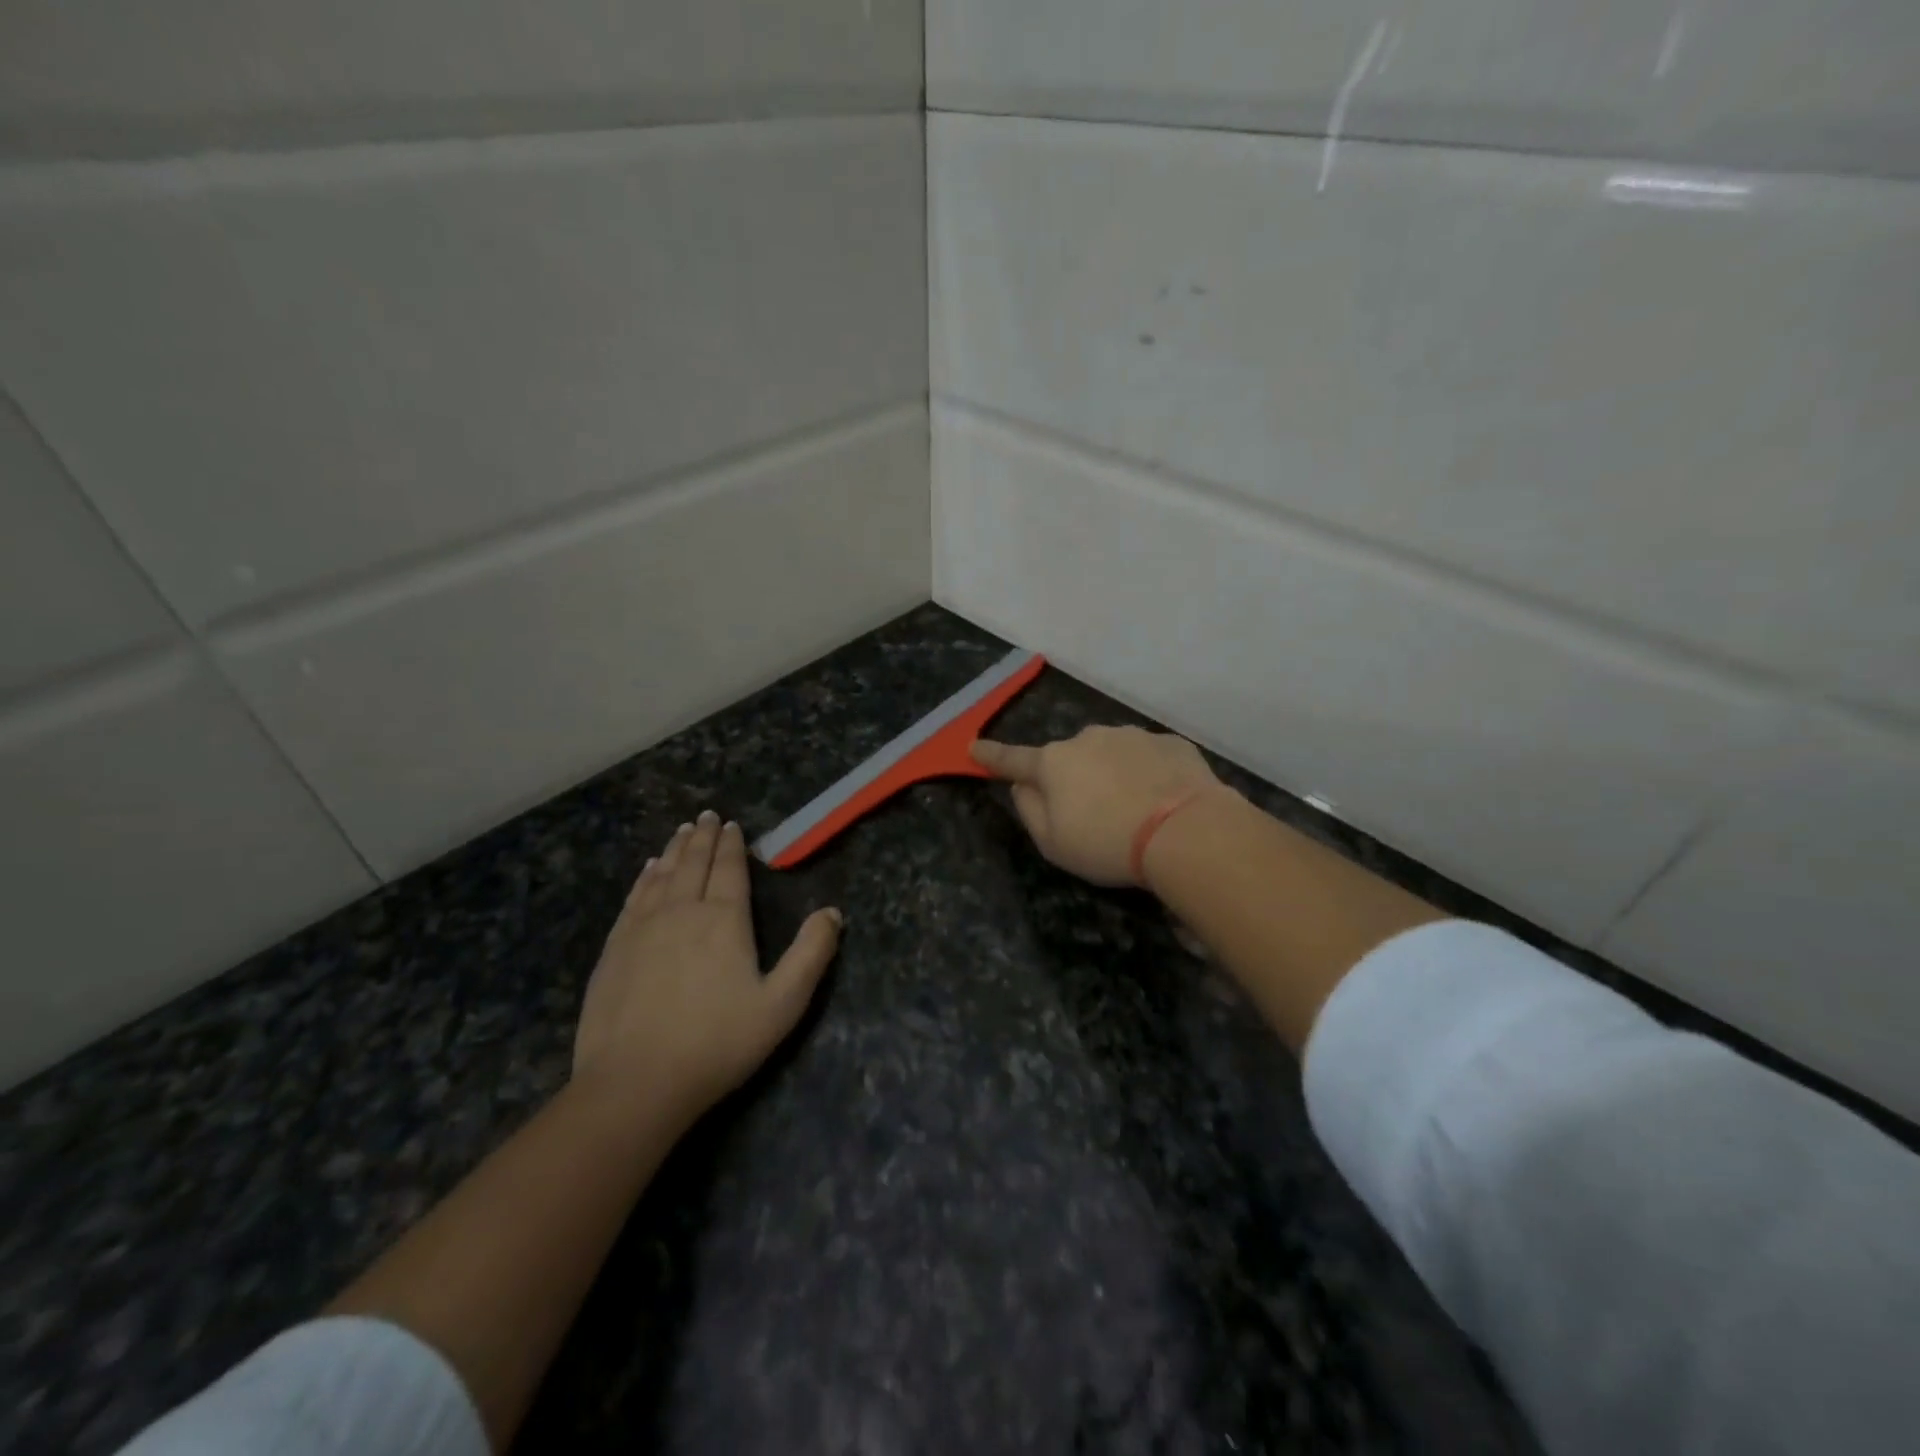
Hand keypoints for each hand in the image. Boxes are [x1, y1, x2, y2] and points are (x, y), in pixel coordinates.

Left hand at [573, 811, 841, 1120]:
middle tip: (707, 816)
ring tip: (681, 831)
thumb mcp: (782, 1004)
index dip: (732, 846)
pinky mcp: (614, 950)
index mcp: (724, 920)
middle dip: (703, 838)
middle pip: (693, 864)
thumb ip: (811, 954)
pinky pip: (633, 899)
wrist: (635, 1083)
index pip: (729, 871)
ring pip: (661, 875)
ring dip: (674, 850)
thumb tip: (833, 912)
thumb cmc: (717, 1043)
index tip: (732, 825)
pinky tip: (647, 870)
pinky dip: (643, 878)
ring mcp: (642, 929)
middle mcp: (682, 912)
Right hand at [972, 726, 1225, 886]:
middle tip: (1093, 816)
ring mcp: (1131, 736)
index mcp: (1053, 763)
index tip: (973, 747)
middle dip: (1074, 779)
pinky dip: (1149, 775)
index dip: (991, 756)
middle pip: (1069, 759)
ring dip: (1113, 775)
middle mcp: (1087, 739)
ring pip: (1111, 755)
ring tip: (1135, 812)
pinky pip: (1148, 758)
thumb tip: (1022, 786)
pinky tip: (1164, 802)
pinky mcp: (1170, 742)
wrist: (1186, 831)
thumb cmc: (1107, 843)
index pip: (1013, 758)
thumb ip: (1029, 810)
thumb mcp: (1052, 843)